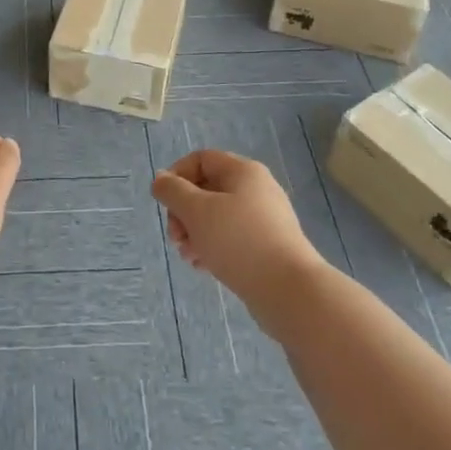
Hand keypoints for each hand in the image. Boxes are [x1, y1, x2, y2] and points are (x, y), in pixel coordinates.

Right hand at [151, 150, 326, 312]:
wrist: (289, 290)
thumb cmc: (238, 241)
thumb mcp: (197, 211)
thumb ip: (173, 191)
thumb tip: (161, 179)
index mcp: (243, 171)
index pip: (201, 159)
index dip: (177, 175)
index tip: (164, 202)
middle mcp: (256, 189)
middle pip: (207, 189)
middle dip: (184, 212)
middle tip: (176, 237)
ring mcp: (265, 219)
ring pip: (217, 216)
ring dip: (195, 233)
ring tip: (188, 256)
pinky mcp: (268, 246)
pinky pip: (232, 237)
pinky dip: (213, 247)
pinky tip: (204, 267)